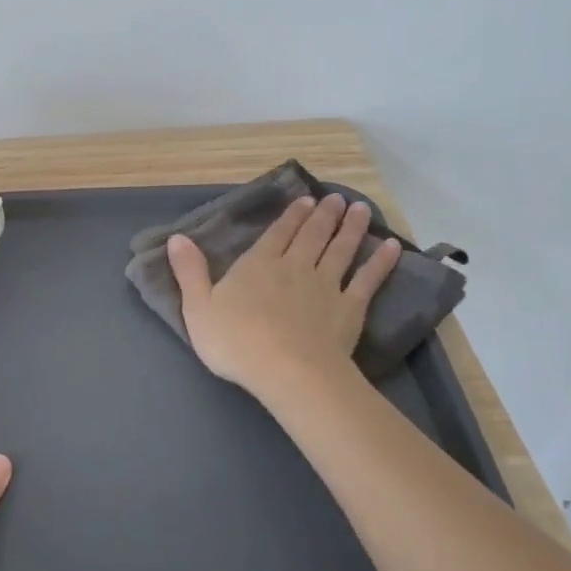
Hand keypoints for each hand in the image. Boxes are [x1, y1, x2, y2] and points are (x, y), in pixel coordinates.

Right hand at [168, 193, 400, 401]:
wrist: (288, 372)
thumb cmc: (237, 342)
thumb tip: (177, 238)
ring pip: (340, 250)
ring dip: (350, 228)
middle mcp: (294, 267)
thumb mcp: (198, 308)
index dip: (291, 216)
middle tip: (335, 198)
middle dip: (322, 215)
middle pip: (311, 235)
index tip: (305, 200)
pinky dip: (380, 263)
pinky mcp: (349, 308)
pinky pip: (367, 280)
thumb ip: (190, 272)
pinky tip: (392, 248)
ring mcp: (325, 286)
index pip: (277, 233)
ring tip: (359, 208)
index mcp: (258, 265)